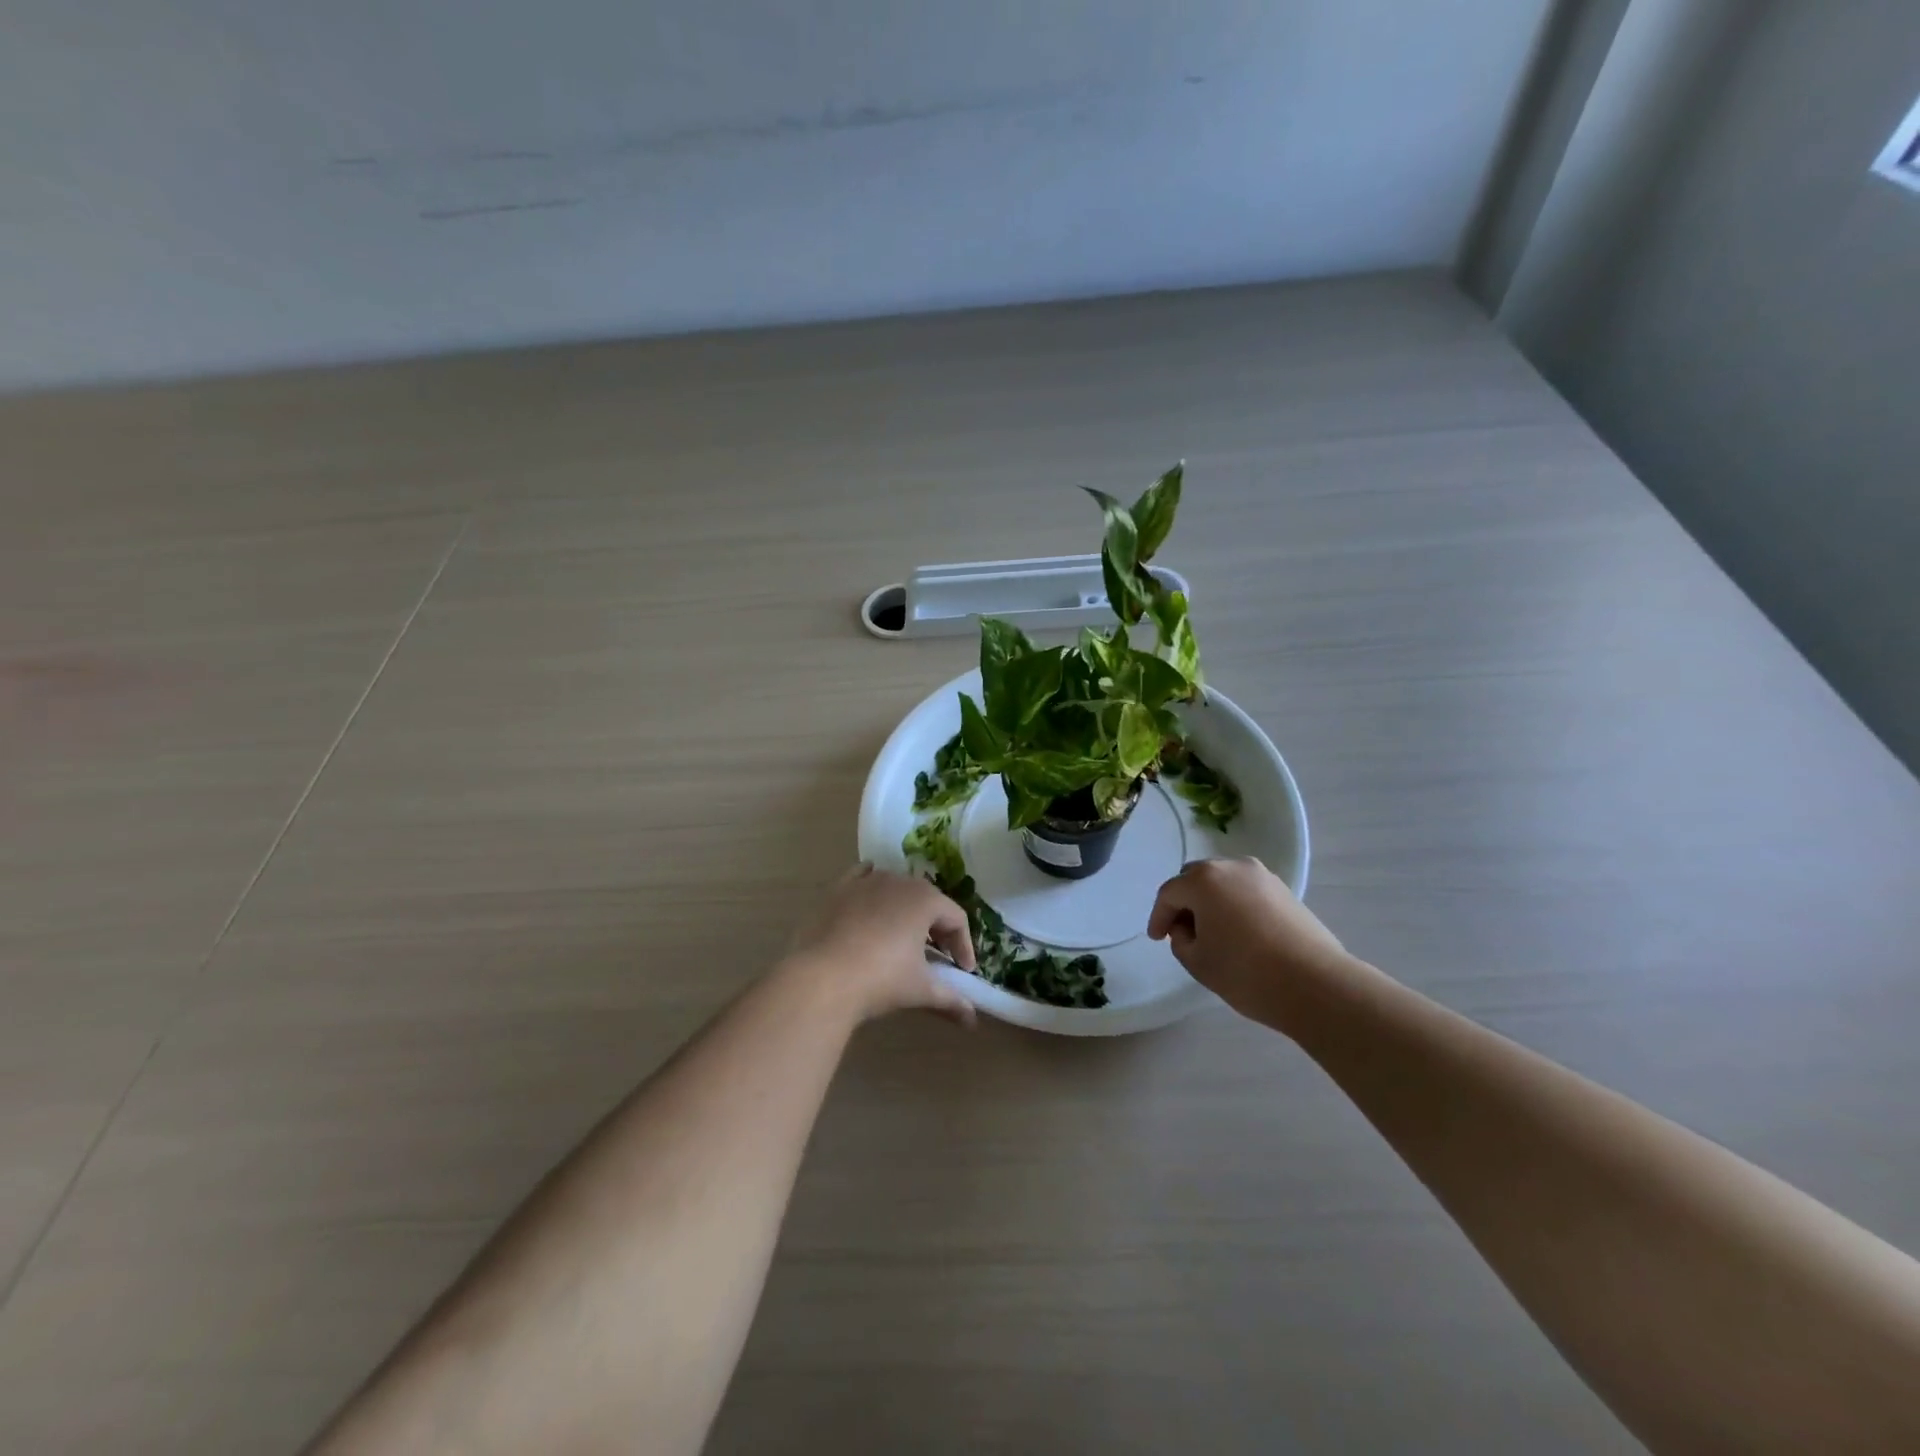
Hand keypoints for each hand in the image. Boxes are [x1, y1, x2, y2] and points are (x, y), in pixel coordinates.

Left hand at [784, 865, 977, 1025]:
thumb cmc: (880, 980)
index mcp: (925, 900)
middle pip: (929, 901)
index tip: (964, 971)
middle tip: (939, 956)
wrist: (821, 978)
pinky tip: (872, 895)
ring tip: (905, 937)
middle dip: (938, 928)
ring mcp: (866, 882)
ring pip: (896, 889)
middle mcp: (899, 881)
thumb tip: (972, 1020)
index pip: (956, 919)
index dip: (964, 945)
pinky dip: (872, 885)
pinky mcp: (838, 889)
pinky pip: (862, 877)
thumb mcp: (920, 990)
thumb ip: (950, 999)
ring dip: (907, 909)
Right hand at [1148, 857, 1352, 1025]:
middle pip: (1196, 879)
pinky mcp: (1285, 891)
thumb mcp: (1197, 962)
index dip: (1158, 917)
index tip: (1157, 939)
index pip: (1169, 893)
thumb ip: (1181, 940)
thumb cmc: (1246, 972)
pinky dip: (1235, 905)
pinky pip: (1247, 891)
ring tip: (1212, 933)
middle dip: (1184, 902)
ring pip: (1224, 883)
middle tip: (1181, 931)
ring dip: (1211, 902)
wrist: (1316, 985)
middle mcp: (1232, 867)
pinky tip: (1239, 932)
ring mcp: (1262, 876)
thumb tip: (1189, 929)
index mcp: (1204, 880)